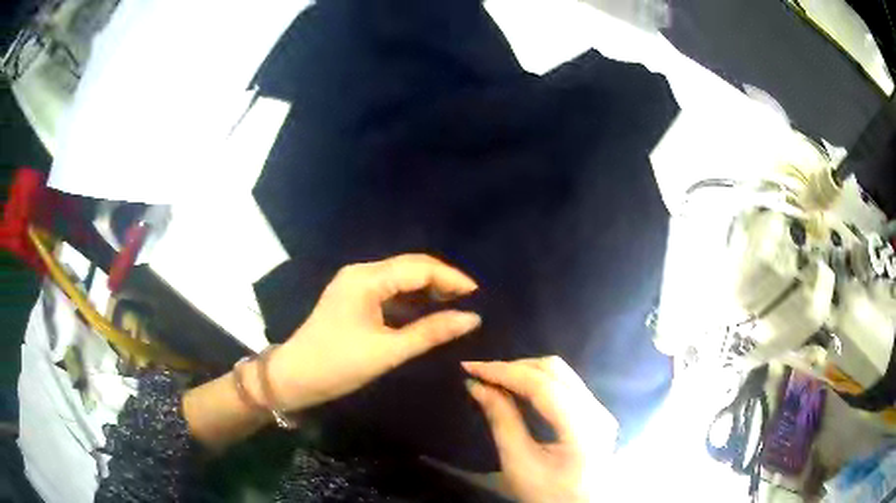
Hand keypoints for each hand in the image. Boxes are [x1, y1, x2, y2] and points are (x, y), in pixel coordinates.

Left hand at [268, 254, 480, 411]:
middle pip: (410, 267)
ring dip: (428, 289)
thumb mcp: (388, 351)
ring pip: (400, 277)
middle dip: (442, 281)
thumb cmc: (338, 365)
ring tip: (455, 306)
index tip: (478, 295)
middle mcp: (361, 272)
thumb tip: (472, 318)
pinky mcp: (353, 297)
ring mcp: (355, 284)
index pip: (419, 268)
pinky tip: (428, 311)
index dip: (451, 278)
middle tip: (470, 301)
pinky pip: (389, 290)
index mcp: (366, 279)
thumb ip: (431, 332)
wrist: (294, 378)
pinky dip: (411, 299)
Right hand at [463, 357, 617, 502]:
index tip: (470, 366)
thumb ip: (502, 421)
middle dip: (514, 367)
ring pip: (561, 374)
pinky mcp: (596, 413)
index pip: (542, 385)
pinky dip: (538, 381)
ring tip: (494, 378)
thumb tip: (477, 386)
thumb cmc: (548, 495)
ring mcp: (600, 410)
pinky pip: (566, 384)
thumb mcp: (519, 464)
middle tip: (480, 374)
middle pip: (554, 371)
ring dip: (526, 371)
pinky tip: (517, 387)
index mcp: (582, 427)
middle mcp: (597, 410)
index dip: (504, 371)